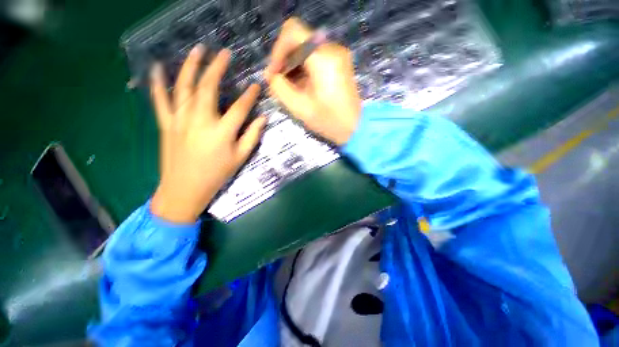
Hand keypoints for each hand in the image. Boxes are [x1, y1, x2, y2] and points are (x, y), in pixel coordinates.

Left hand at [150, 45, 265, 223]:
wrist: (184, 189)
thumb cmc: (217, 175)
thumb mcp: (240, 158)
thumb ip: (252, 136)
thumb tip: (263, 118)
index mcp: (222, 132)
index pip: (240, 107)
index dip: (250, 95)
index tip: (256, 84)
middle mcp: (201, 121)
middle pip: (209, 88)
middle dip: (217, 68)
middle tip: (224, 53)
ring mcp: (180, 120)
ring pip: (184, 87)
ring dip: (191, 66)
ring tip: (197, 50)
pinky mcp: (166, 123)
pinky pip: (160, 99)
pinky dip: (158, 82)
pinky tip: (158, 67)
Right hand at [265, 18, 360, 145]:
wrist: (355, 126)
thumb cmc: (329, 120)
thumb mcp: (300, 107)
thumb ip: (280, 88)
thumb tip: (272, 75)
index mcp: (323, 58)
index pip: (292, 32)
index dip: (277, 51)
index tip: (274, 73)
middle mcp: (332, 49)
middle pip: (299, 39)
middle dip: (284, 59)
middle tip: (278, 81)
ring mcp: (338, 54)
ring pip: (306, 48)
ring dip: (293, 64)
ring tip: (288, 86)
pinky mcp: (339, 62)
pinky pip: (315, 56)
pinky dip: (304, 67)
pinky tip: (300, 84)